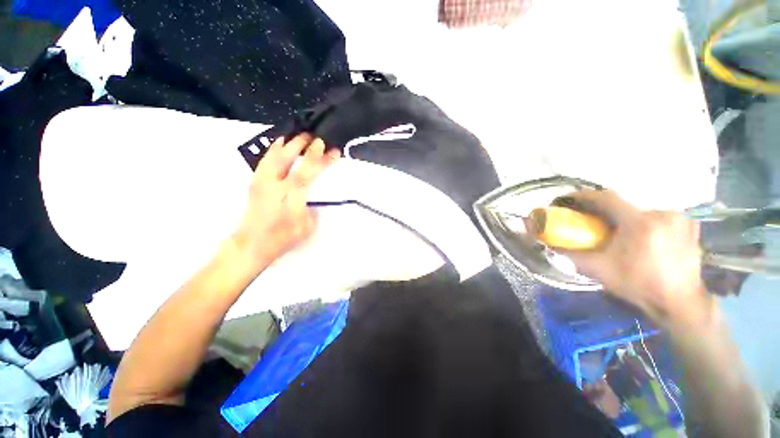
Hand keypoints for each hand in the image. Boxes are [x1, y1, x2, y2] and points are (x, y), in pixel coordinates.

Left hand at [233, 133, 339, 264]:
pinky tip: (278, 145)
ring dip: (287, 143)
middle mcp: (274, 186)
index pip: (307, 173)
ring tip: (297, 135)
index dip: (320, 160)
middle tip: (315, 137)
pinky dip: (273, 150)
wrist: (251, 243)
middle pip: (288, 159)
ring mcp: (261, 182)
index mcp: (290, 198)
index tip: (333, 151)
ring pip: (273, 156)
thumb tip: (311, 196)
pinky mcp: (254, 182)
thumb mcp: (307, 226)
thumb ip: (310, 207)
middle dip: (302, 145)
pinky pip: (264, 160)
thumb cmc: (283, 237)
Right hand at [562, 190, 710, 326]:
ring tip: (620, 233)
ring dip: (627, 218)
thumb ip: (572, 255)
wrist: (679, 302)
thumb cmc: (638, 285)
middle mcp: (661, 214)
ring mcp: (679, 218)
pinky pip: (660, 216)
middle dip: (606, 212)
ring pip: (641, 211)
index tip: (569, 199)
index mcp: (639, 223)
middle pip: (624, 205)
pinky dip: (647, 222)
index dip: (584, 196)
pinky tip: (644, 236)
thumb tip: (549, 246)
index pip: (606, 198)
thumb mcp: (599, 270)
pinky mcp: (689, 224)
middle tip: (595, 224)